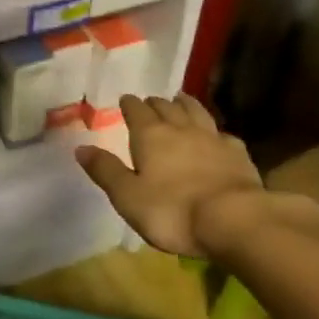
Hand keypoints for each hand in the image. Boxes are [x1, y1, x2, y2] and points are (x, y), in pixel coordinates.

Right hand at [75, 94, 267, 256]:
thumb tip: (81, 147)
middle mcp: (181, 129)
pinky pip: (223, 135)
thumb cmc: (172, 211)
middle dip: (156, 103)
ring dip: (186, 105)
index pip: (137, 111)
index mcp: (150, 136)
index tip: (126, 99)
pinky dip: (215, 131)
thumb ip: (105, 170)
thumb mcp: (127, 196)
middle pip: (167, 107)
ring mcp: (213, 139)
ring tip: (181, 100)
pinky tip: (217, 136)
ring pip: (197, 113)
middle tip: (151, 101)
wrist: (233, 219)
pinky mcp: (238, 154)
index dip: (130, 105)